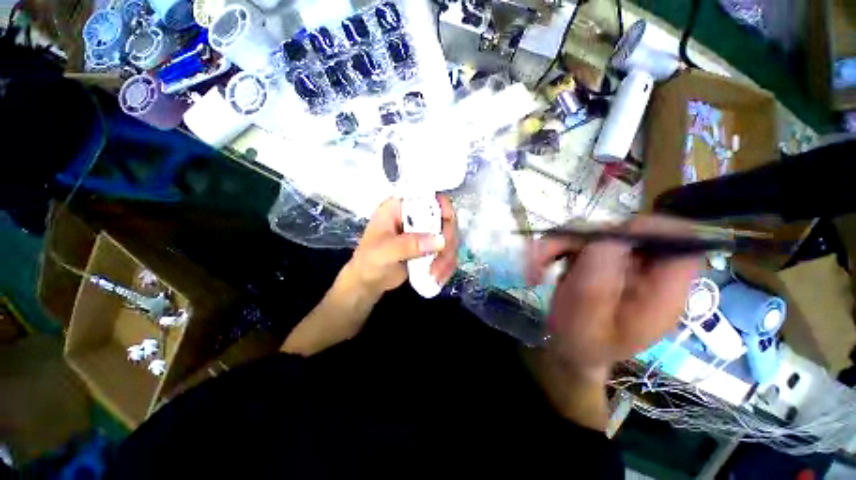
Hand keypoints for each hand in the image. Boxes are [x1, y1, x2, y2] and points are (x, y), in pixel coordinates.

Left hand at [348, 195, 457, 298]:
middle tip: (442, 257)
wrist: (369, 281)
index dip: (443, 208)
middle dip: (448, 240)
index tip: (447, 228)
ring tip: (435, 275)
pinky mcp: (430, 248)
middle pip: (445, 218)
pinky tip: (438, 278)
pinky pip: (447, 253)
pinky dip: (447, 266)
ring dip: (447, 257)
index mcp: (400, 207)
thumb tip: (439, 241)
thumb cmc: (369, 261)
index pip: (428, 197)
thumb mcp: (384, 252)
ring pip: (449, 238)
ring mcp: (425, 232)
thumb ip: (408, 245)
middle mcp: (415, 216)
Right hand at [527, 216, 700, 379]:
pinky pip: (578, 241)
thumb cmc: (581, 343)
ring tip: (535, 266)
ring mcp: (622, 263)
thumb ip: (598, 283)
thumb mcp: (587, 321)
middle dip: (581, 239)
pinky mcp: (601, 259)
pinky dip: (555, 249)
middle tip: (545, 256)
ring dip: (559, 244)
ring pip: (595, 232)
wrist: (571, 349)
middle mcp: (647, 271)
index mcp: (662, 292)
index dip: (651, 229)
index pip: (682, 243)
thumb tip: (607, 239)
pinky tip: (541, 265)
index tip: (606, 237)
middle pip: (627, 232)